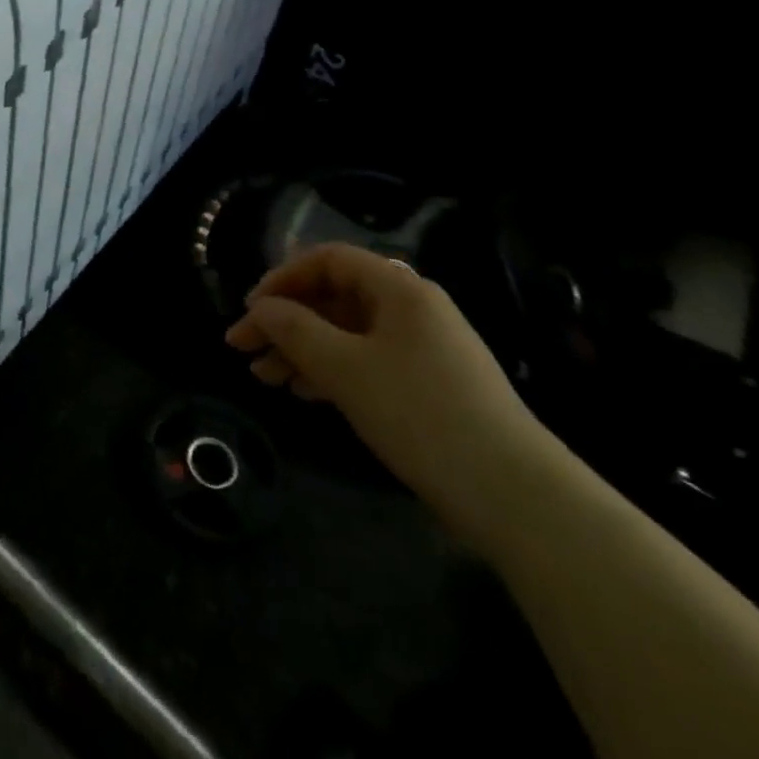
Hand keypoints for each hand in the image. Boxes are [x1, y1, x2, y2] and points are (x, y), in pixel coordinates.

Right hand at [225, 243, 558, 550]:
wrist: (516, 497)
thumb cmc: (420, 413)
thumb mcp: (344, 367)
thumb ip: (293, 329)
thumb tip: (260, 308)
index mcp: (399, 289)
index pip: (327, 260)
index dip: (281, 278)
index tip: (249, 310)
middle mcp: (411, 309)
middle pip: (332, 298)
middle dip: (283, 321)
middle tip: (242, 348)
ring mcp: (422, 349)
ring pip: (344, 333)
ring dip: (300, 350)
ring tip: (263, 378)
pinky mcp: (427, 386)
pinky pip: (365, 361)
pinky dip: (329, 371)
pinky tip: (303, 392)